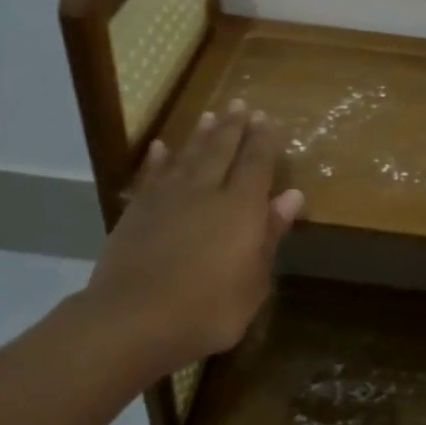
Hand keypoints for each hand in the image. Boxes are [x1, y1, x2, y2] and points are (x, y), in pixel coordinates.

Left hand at [80, 99, 303, 382]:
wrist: (133, 320)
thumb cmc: (208, 310)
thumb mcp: (254, 281)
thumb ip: (270, 235)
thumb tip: (292, 196)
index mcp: (240, 208)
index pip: (257, 163)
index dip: (264, 141)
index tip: (268, 120)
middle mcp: (205, 192)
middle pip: (222, 150)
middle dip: (234, 127)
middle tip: (241, 104)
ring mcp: (166, 199)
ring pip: (188, 156)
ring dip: (200, 135)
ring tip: (210, 115)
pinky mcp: (137, 212)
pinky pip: (151, 176)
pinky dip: (158, 160)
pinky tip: (161, 147)